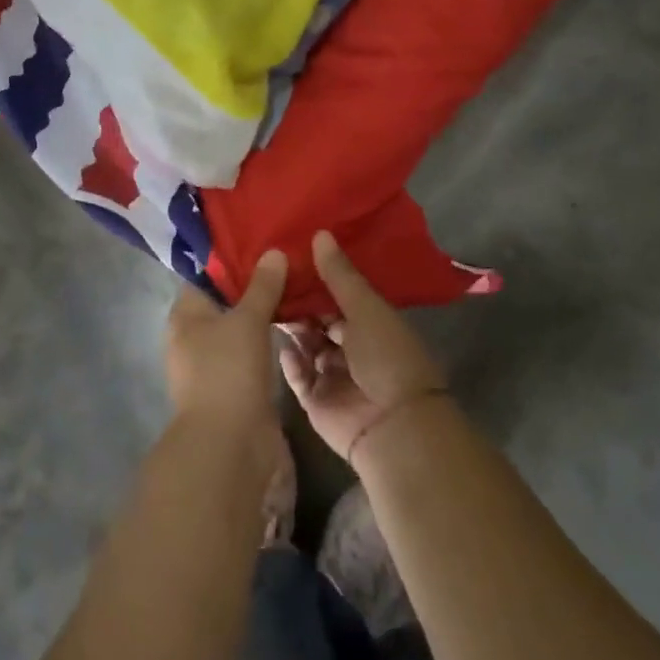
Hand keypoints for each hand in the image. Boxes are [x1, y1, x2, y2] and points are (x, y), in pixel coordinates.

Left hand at [165, 250, 287, 432]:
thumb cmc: (228, 372)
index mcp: (185, 314)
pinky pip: (253, 350)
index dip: (231, 258)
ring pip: (241, 326)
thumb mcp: (246, 320)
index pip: (205, 275)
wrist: (229, 445)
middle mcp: (193, 336)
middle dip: (254, 284)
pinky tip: (295, 323)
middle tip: (289, 261)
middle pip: (225, 300)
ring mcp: (214, 363)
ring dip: (264, 312)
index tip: (263, 241)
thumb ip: (261, 286)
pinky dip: (269, 337)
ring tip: (298, 287)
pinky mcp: (235, 385)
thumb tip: (272, 251)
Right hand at [280, 232, 445, 461]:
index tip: (290, 257)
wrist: (393, 426)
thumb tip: (320, 233)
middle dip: (299, 303)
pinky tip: (277, 345)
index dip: (317, 279)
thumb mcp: (365, 308)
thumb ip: (340, 275)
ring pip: (305, 346)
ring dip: (291, 329)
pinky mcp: (316, 400)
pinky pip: (297, 376)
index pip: (339, 296)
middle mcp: (352, 348)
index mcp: (371, 324)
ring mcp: (333, 375)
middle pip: (319, 321)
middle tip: (269, 280)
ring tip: (266, 306)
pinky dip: (288, 362)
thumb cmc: (386, 357)